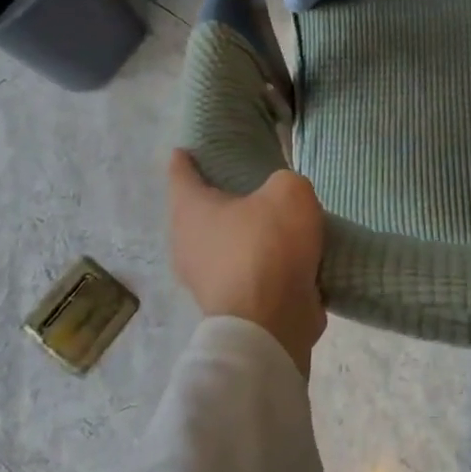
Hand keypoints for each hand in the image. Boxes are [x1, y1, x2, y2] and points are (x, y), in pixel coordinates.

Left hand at [167, 150, 327, 378]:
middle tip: (247, 181)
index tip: (193, 147)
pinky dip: (256, 261)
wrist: (272, 324)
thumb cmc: (269, 246)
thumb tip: (280, 198)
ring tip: (272, 219)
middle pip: (198, 210)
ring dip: (240, 233)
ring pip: (220, 243)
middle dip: (218, 197)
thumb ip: (284, 183)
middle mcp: (186, 243)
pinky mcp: (226, 304)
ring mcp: (203, 278)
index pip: (180, 172)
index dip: (186, 157)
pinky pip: (241, 270)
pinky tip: (282, 254)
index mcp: (190, 210)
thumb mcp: (290, 192)